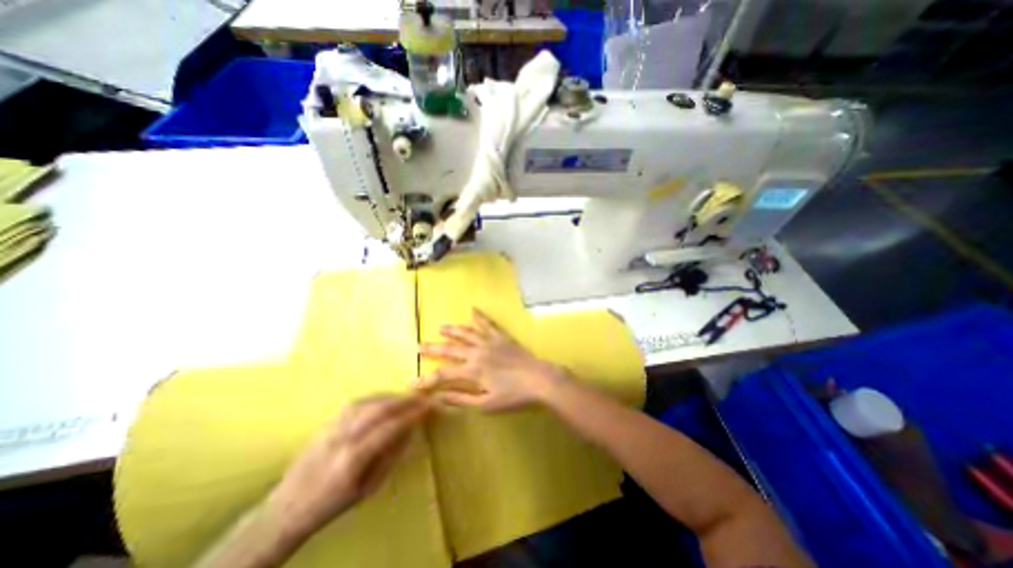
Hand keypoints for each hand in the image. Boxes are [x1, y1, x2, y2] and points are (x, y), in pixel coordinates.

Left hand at [264, 395, 426, 540]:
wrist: (287, 508)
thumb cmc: (333, 503)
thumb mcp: (368, 488)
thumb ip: (391, 456)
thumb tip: (410, 431)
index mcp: (353, 459)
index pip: (390, 428)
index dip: (411, 415)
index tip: (428, 407)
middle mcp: (342, 438)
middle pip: (378, 409)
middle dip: (403, 400)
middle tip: (421, 397)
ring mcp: (332, 427)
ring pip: (367, 402)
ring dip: (390, 396)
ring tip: (406, 397)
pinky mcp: (326, 422)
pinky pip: (355, 403)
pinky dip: (375, 397)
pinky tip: (384, 399)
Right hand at [416, 308, 565, 409]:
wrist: (538, 379)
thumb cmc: (514, 395)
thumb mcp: (486, 404)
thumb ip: (462, 398)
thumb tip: (439, 397)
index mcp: (472, 371)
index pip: (443, 375)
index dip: (426, 380)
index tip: (412, 382)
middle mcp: (477, 352)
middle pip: (450, 349)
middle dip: (433, 348)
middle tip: (419, 345)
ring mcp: (490, 342)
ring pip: (466, 333)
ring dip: (452, 330)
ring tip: (441, 327)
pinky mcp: (501, 337)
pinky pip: (488, 324)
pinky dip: (480, 317)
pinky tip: (474, 310)